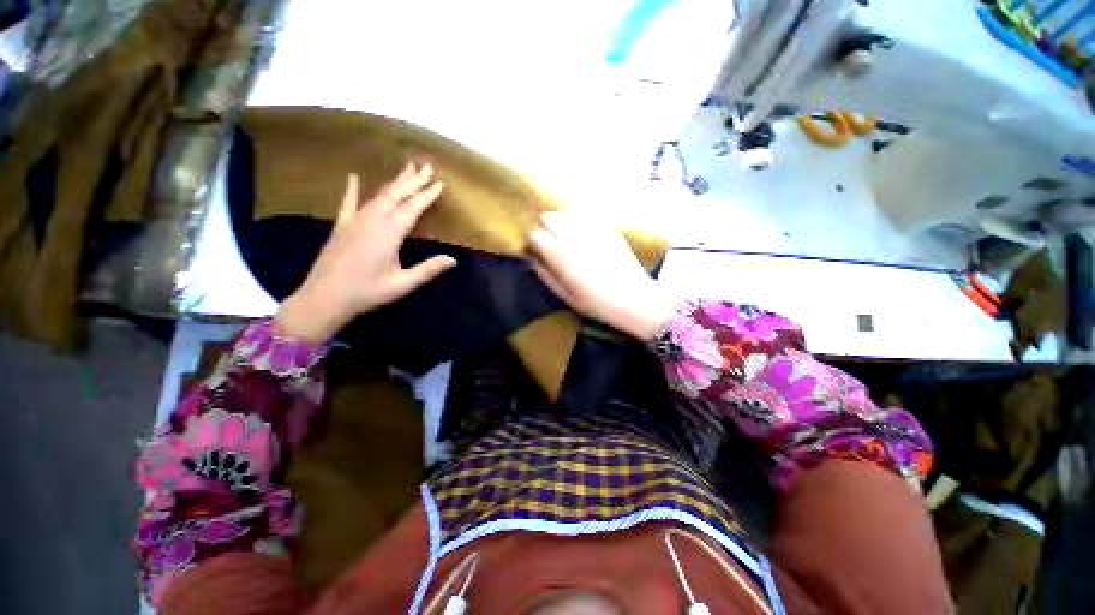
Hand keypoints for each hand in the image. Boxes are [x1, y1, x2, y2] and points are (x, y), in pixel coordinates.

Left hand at [274, 163, 455, 342]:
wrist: (324, 298)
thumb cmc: (367, 292)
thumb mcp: (403, 284)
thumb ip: (428, 270)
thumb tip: (453, 260)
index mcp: (389, 233)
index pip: (412, 208)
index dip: (426, 195)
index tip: (439, 182)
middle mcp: (372, 220)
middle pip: (396, 195)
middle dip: (412, 180)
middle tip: (426, 165)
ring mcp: (354, 221)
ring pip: (378, 195)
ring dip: (394, 182)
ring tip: (407, 169)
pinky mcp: (341, 226)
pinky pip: (348, 202)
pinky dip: (352, 189)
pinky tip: (353, 177)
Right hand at [528, 211, 676, 339]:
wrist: (632, 297)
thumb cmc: (596, 302)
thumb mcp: (566, 296)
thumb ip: (547, 276)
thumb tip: (534, 261)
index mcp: (558, 253)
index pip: (534, 234)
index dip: (535, 243)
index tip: (541, 251)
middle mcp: (571, 234)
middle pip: (548, 217)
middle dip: (547, 228)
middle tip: (554, 242)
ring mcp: (590, 227)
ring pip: (566, 211)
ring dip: (562, 221)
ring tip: (569, 235)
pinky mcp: (607, 225)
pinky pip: (586, 212)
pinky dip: (580, 218)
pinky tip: (586, 232)